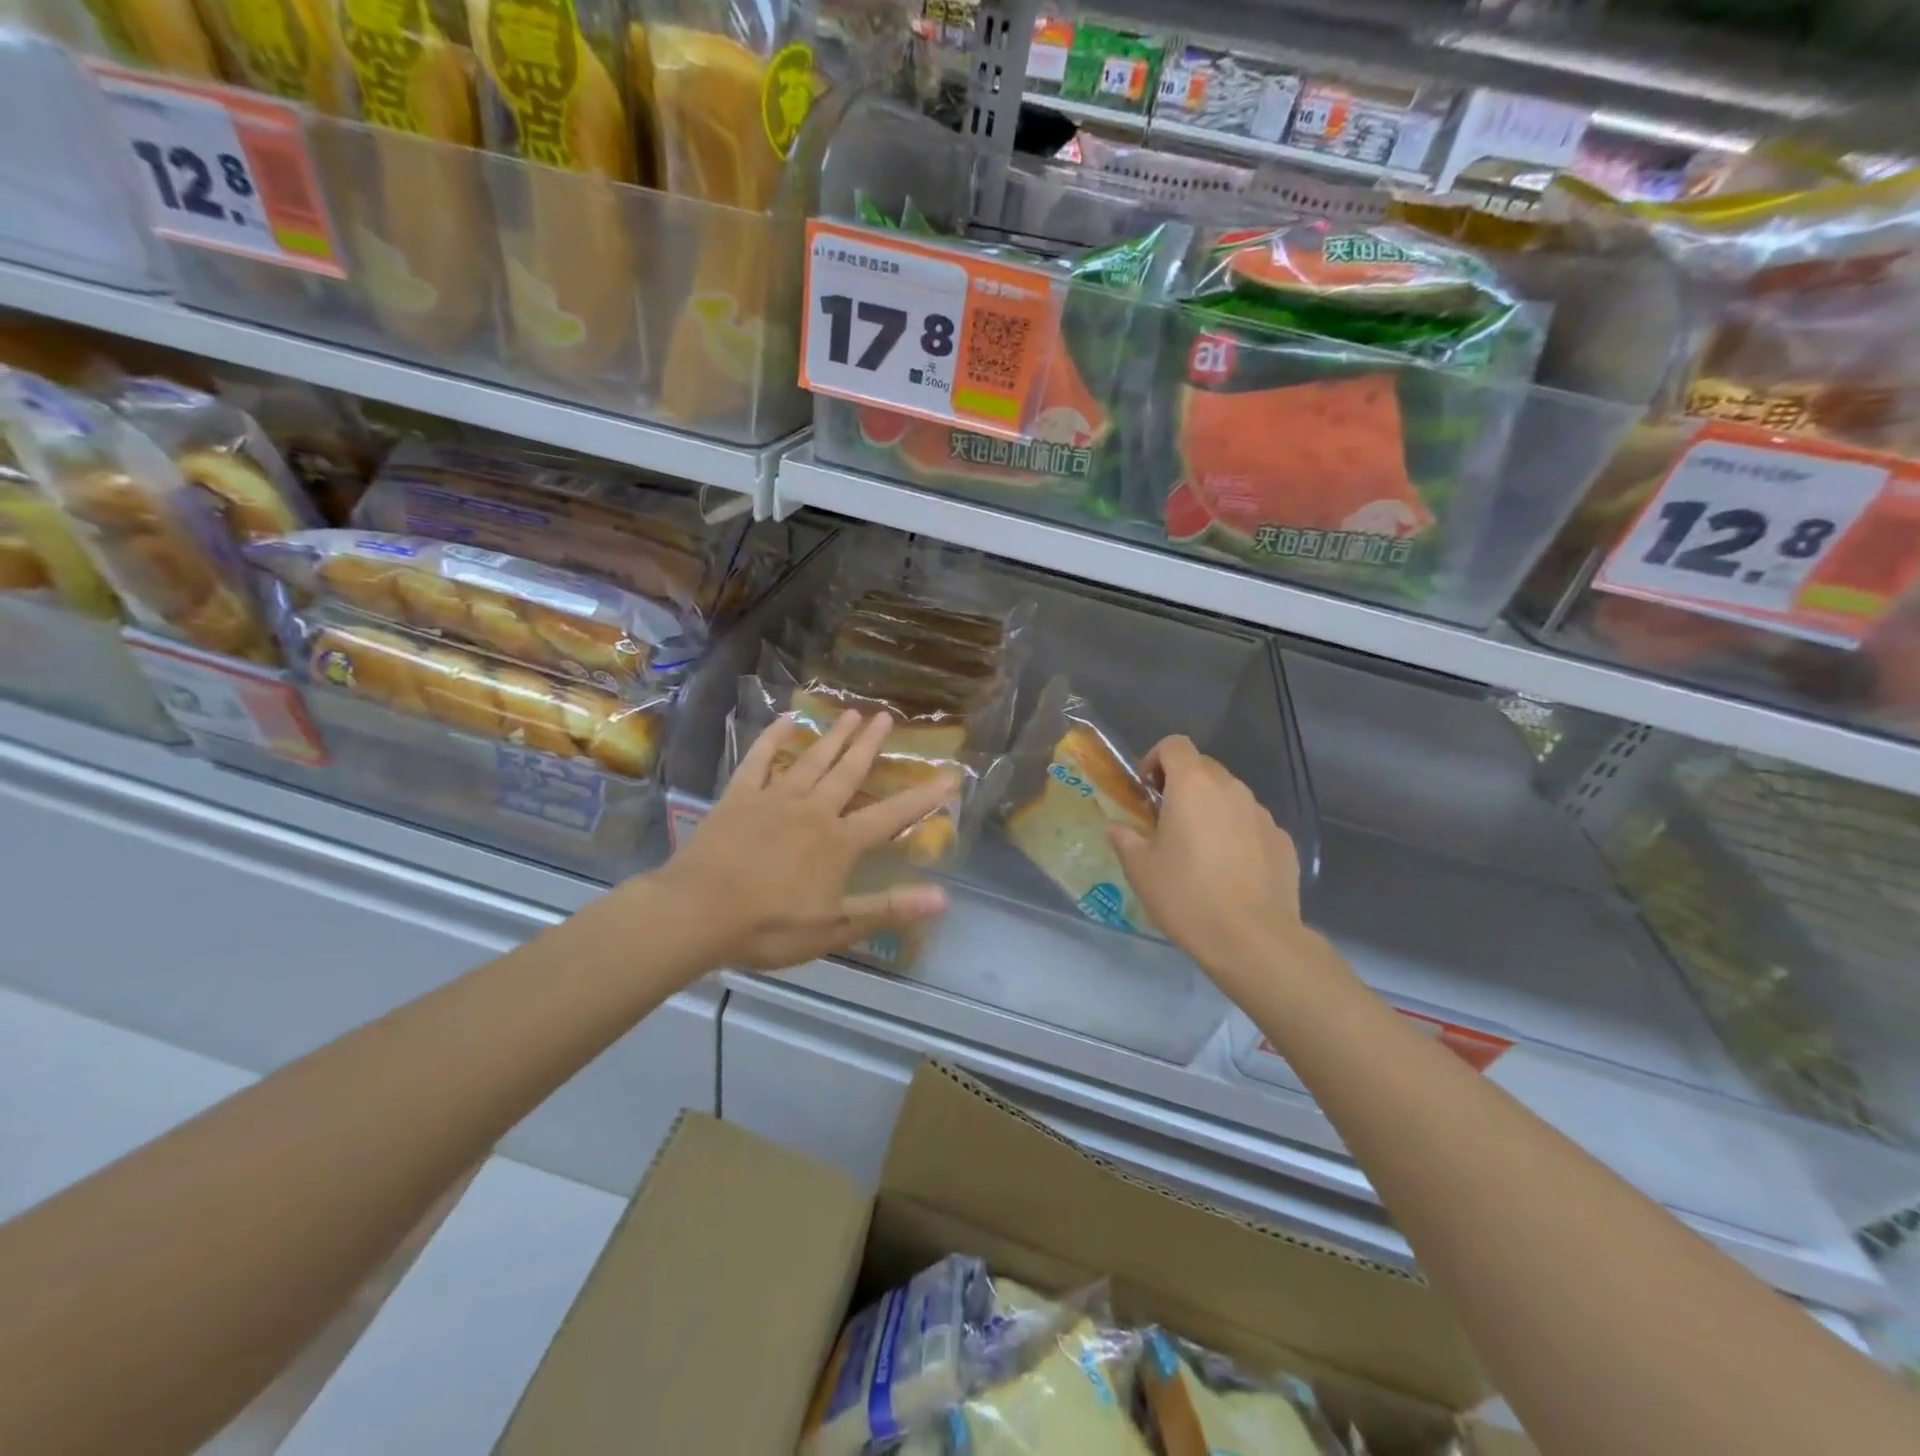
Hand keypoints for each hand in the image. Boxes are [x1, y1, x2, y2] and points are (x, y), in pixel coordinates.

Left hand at [652, 710, 954, 972]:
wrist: (695, 914)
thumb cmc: (768, 927)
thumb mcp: (834, 928)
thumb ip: (888, 908)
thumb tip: (943, 898)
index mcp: (839, 842)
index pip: (891, 815)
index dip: (923, 798)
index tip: (949, 776)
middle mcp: (813, 811)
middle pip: (849, 771)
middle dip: (870, 744)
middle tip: (886, 717)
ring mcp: (774, 798)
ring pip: (812, 759)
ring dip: (834, 736)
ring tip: (851, 712)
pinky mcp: (740, 797)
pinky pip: (760, 760)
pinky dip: (774, 738)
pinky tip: (786, 719)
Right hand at [1107, 735, 1320, 1002]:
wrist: (1252, 938)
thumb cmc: (1186, 895)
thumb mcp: (1140, 869)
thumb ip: (1125, 839)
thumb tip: (1115, 827)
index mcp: (1193, 785)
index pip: (1175, 744)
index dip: (1156, 759)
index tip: (1148, 791)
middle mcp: (1231, 788)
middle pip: (1204, 768)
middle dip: (1182, 785)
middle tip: (1167, 822)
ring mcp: (1262, 814)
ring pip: (1230, 797)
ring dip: (1211, 810)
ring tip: (1200, 851)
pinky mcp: (1283, 841)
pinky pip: (1252, 825)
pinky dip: (1237, 835)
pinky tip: (1230, 872)